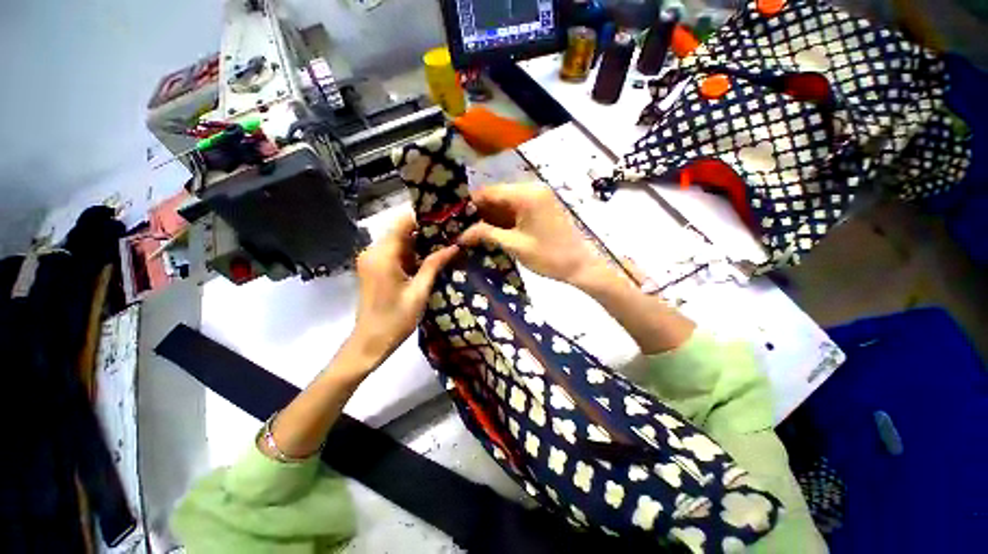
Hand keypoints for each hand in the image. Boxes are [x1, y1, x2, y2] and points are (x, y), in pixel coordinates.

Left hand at [348, 213, 458, 365]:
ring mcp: (371, 260)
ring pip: (399, 241)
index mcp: (383, 255)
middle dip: (426, 230)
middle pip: (401, 230)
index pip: (403, 223)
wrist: (370, 342)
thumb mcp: (419, 291)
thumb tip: (454, 246)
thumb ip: (434, 265)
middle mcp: (373, 252)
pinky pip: (395, 253)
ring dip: (420, 242)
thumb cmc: (396, 320)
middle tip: (451, 232)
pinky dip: (412, 253)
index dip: (424, 217)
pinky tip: (430, 257)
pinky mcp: (374, 268)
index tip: (446, 217)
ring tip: (446, 242)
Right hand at [458, 183, 606, 286]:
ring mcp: (538, 197)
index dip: (469, 203)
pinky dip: (503, 218)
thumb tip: (460, 234)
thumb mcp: (514, 245)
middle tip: (460, 225)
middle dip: (479, 210)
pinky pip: (516, 208)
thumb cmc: (548, 256)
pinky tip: (490, 229)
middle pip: (497, 195)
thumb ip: (486, 234)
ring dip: (490, 215)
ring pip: (506, 202)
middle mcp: (532, 189)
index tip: (453, 215)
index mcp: (526, 195)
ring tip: (471, 229)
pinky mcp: (541, 206)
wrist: (580, 265)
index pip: (489, 192)